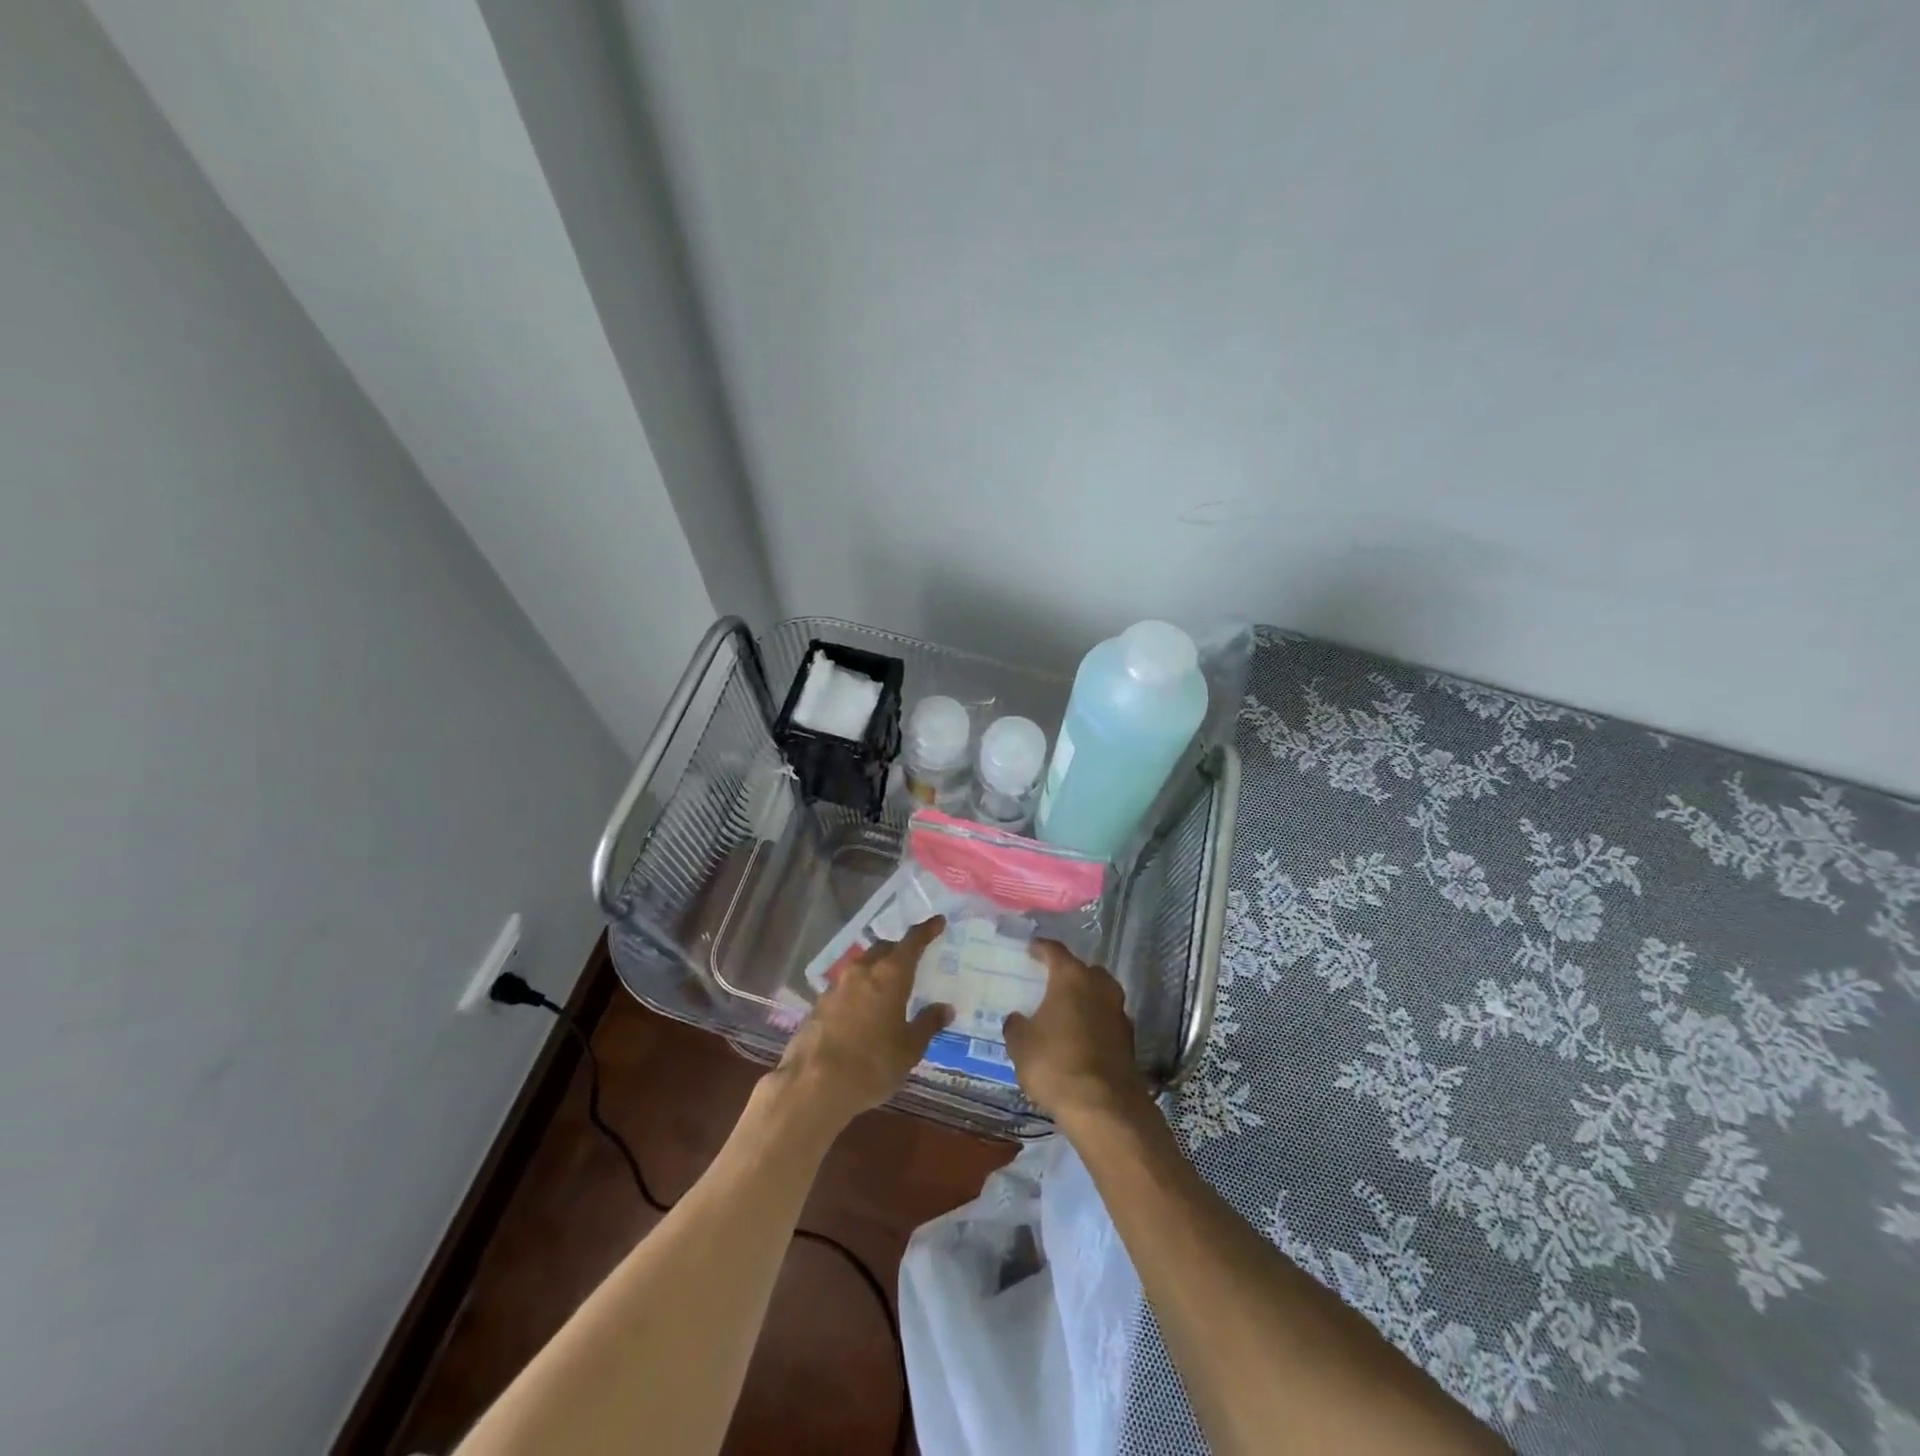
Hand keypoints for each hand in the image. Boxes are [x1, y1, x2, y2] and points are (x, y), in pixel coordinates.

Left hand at [776, 915, 952, 1130]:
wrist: (813, 1085)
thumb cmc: (872, 1063)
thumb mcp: (909, 1048)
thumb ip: (928, 1024)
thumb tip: (945, 1008)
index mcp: (889, 975)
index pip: (911, 943)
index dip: (926, 931)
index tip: (937, 921)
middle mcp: (861, 972)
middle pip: (883, 950)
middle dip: (898, 951)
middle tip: (911, 961)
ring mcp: (836, 987)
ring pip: (861, 968)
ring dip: (875, 971)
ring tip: (887, 989)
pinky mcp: (818, 1006)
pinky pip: (845, 989)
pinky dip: (858, 992)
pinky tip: (862, 1012)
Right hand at [1003, 940, 1151, 1124]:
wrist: (1104, 1106)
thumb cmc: (1055, 1064)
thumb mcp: (1021, 1045)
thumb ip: (1016, 1025)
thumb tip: (1017, 1018)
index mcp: (1071, 978)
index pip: (1055, 951)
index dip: (1041, 948)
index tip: (1030, 948)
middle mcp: (1099, 986)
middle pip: (1084, 970)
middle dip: (1068, 973)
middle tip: (1050, 982)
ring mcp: (1119, 1012)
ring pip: (1100, 993)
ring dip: (1085, 998)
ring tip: (1066, 1010)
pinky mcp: (1129, 1039)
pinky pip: (1107, 1019)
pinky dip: (1095, 1022)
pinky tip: (1081, 1037)